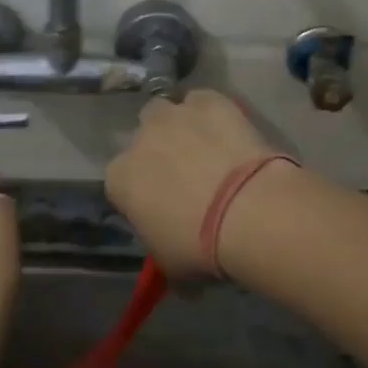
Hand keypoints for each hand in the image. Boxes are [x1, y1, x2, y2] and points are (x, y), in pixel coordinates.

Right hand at [105, 89, 280, 279]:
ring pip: (169, 111)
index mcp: (120, 179)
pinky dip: (212, 112)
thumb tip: (177, 266)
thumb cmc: (200, 247)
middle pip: (143, 138)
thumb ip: (163, 255)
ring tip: (209, 148)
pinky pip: (203, 101)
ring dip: (182, 125)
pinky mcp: (210, 101)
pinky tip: (231, 132)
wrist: (247, 212)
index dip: (143, 192)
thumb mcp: (172, 266)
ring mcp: (175, 115)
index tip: (163, 207)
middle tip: (188, 174)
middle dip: (159, 150)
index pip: (121, 182)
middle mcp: (139, 140)